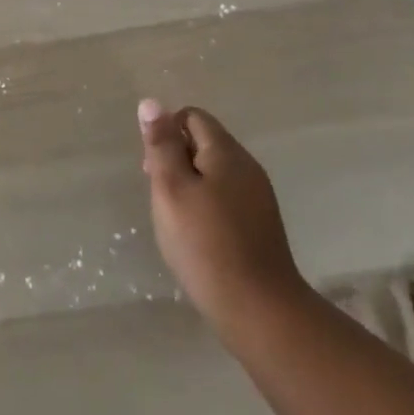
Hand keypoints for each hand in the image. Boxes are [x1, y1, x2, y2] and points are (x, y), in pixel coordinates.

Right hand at [138, 99, 310, 345]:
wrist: (260, 311)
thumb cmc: (206, 244)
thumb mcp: (172, 189)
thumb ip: (161, 145)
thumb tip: (152, 103)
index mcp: (226, 151)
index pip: (192, 117)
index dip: (166, 134)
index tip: (153, 170)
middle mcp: (247, 166)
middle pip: (204, 143)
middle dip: (177, 160)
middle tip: (161, 198)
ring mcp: (259, 196)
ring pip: (215, 173)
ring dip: (191, 186)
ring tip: (176, 221)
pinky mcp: (262, 225)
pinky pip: (228, 198)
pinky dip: (208, 207)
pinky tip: (200, 238)